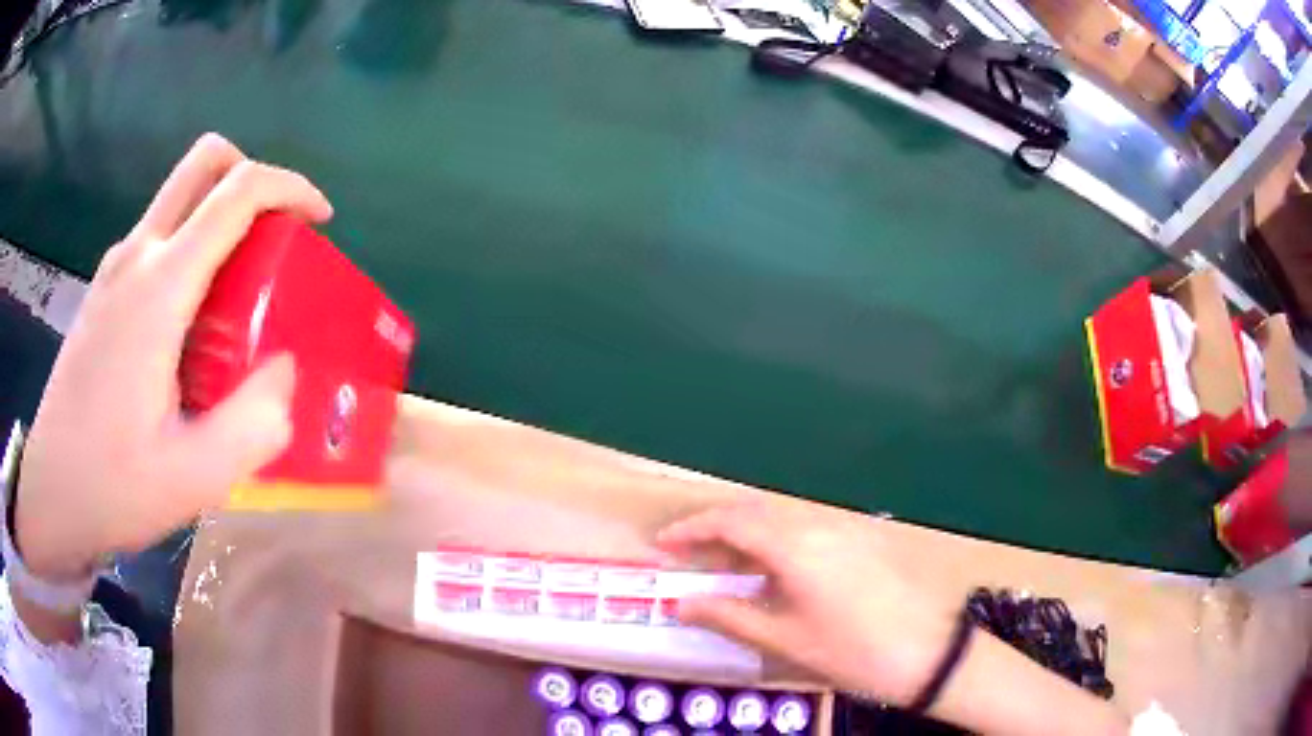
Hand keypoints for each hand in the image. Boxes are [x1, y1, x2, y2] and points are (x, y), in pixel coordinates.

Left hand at [15, 134, 332, 580]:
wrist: (51, 494)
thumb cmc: (112, 487)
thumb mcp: (195, 477)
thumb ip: (253, 422)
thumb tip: (283, 370)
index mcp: (159, 288)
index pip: (237, 192)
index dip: (290, 188)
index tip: (319, 220)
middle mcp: (136, 255)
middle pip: (205, 163)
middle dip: (251, 178)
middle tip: (273, 238)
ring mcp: (115, 269)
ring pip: (181, 199)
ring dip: (220, 221)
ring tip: (237, 299)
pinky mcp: (104, 290)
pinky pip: (160, 239)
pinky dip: (192, 252)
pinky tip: (193, 326)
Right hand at [656, 502, 956, 705]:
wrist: (931, 652)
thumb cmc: (853, 651)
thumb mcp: (786, 639)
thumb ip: (730, 617)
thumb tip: (681, 605)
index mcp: (795, 545)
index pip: (730, 521)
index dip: (691, 529)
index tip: (663, 546)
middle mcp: (819, 523)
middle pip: (756, 510)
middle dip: (717, 527)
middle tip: (690, 555)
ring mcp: (846, 528)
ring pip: (784, 516)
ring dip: (749, 532)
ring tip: (728, 566)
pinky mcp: (864, 539)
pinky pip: (809, 526)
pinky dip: (779, 539)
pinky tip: (778, 571)